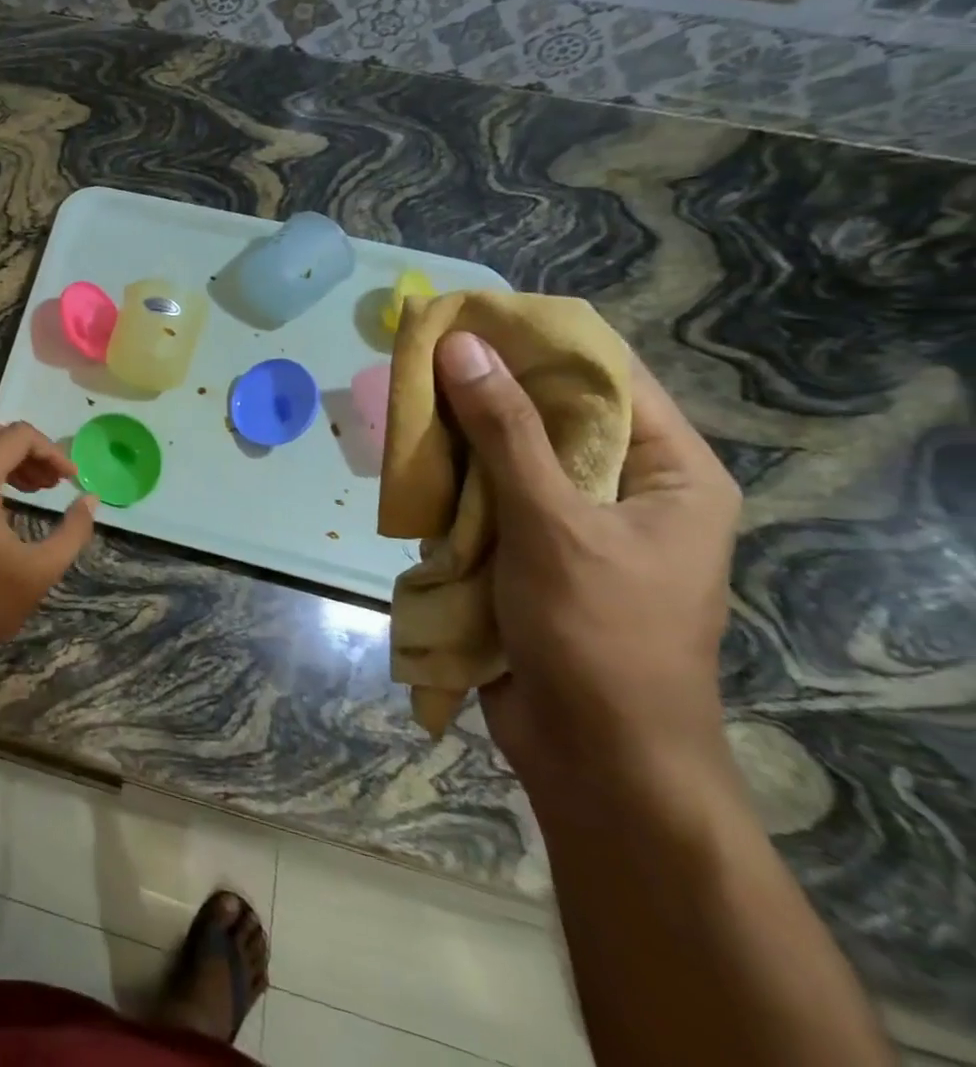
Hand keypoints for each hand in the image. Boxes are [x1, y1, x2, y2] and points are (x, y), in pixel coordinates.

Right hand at [434, 333, 741, 804]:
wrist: (595, 756)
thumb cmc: (598, 634)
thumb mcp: (553, 524)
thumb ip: (504, 432)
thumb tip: (461, 346)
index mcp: (668, 471)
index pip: (604, 376)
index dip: (535, 340)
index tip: (466, 314)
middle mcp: (624, 485)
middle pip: (547, 412)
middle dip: (482, 387)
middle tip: (417, 355)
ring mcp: (573, 519)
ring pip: (507, 453)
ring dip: (458, 434)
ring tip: (402, 400)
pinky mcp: (529, 548)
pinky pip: (486, 494)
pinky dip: (451, 478)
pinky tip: (410, 461)